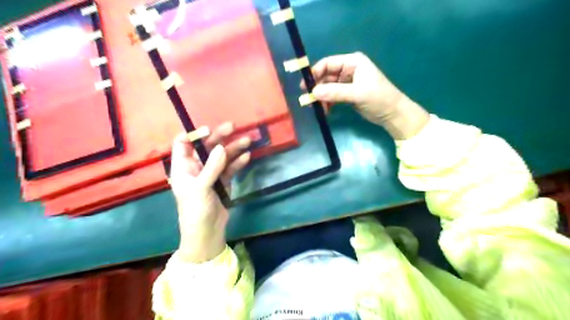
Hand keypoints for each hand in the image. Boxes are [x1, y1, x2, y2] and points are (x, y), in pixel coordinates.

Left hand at [169, 123, 249, 261]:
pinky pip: (230, 168)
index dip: (194, 134)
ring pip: (222, 157)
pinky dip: (238, 162)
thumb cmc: (196, 210)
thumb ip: (212, 167)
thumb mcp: (201, 188)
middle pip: (207, 147)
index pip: (183, 144)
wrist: (207, 232)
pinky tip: (246, 157)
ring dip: (234, 148)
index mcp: (183, 167)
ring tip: (248, 141)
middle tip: (233, 127)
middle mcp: (196, 168)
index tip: (209, 129)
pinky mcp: (223, 182)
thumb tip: (222, 147)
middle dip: (220, 137)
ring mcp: (211, 174)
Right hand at [303, 51, 426, 137]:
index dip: (315, 73)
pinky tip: (326, 111)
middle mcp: (349, 69)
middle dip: (318, 88)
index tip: (305, 86)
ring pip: (328, 87)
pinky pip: (332, 96)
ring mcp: (347, 82)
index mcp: (353, 62)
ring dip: (322, 97)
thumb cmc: (379, 98)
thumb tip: (313, 93)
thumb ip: (335, 92)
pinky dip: (327, 102)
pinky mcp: (347, 94)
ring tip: (319, 109)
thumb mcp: (357, 94)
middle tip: (309, 101)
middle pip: (326, 76)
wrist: (393, 114)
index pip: (328, 63)